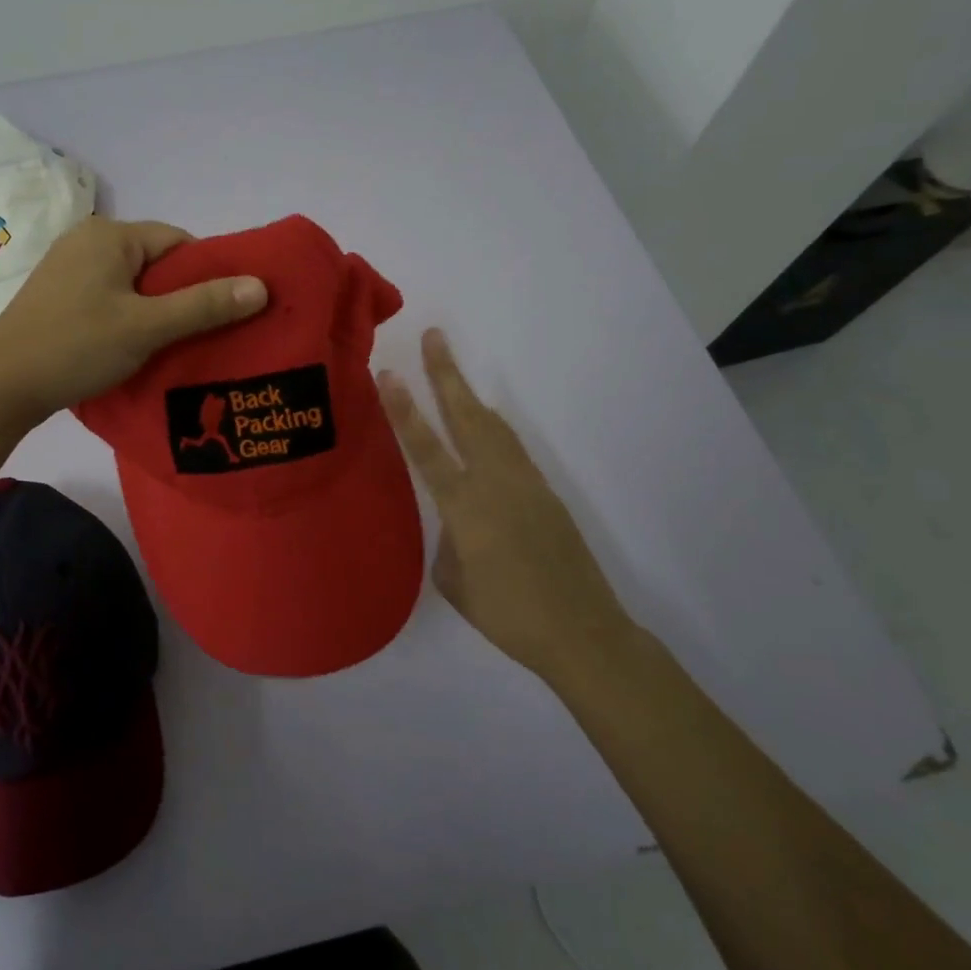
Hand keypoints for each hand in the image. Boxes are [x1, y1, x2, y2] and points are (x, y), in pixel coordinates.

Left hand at [0, 216, 267, 423]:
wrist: (0, 386)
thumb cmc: (76, 347)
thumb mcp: (147, 327)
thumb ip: (204, 305)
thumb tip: (262, 286)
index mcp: (109, 235)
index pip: (178, 242)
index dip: (207, 275)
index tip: (222, 312)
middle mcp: (87, 241)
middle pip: (156, 262)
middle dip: (182, 296)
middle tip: (202, 335)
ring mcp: (68, 268)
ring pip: (133, 283)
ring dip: (156, 311)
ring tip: (174, 346)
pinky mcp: (58, 296)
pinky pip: (110, 297)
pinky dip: (130, 317)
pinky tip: (136, 347)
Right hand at [378, 329, 632, 683]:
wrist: (582, 633)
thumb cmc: (507, 615)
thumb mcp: (455, 581)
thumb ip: (448, 539)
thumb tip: (455, 521)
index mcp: (466, 507)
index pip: (427, 449)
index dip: (405, 410)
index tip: (388, 374)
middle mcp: (496, 484)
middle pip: (467, 417)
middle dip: (446, 375)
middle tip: (434, 337)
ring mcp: (526, 484)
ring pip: (494, 427)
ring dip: (470, 396)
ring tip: (451, 372)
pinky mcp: (546, 494)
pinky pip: (512, 449)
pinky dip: (492, 429)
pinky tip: (485, 428)